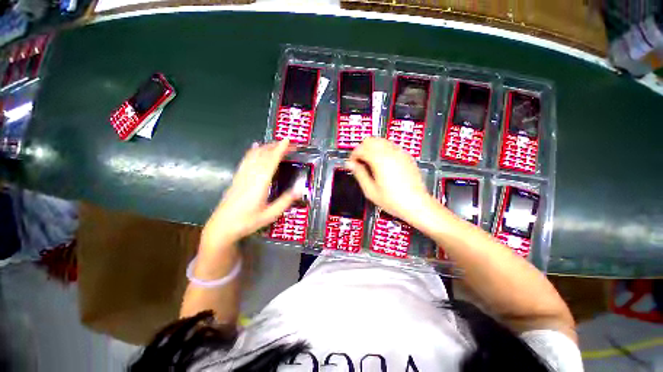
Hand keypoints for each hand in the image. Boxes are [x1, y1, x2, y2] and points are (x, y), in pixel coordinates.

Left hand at [202, 139, 298, 249]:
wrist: (222, 226)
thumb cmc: (247, 222)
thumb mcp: (270, 215)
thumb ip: (285, 201)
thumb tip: (299, 189)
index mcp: (260, 183)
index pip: (271, 161)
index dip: (280, 149)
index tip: (287, 141)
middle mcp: (250, 175)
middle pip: (263, 155)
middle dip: (276, 146)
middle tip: (288, 144)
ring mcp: (242, 175)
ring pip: (254, 155)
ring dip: (266, 147)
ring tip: (276, 143)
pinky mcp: (237, 177)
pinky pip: (245, 160)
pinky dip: (252, 151)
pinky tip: (255, 147)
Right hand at [347, 138, 430, 221]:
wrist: (416, 204)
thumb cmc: (394, 200)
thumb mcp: (370, 190)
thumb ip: (359, 174)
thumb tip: (350, 164)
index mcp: (379, 160)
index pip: (360, 149)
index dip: (353, 156)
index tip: (352, 164)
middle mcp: (390, 152)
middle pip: (370, 140)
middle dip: (362, 149)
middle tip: (360, 162)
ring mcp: (400, 152)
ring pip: (380, 140)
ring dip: (372, 148)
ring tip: (370, 163)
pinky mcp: (406, 156)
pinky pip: (390, 146)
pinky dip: (382, 150)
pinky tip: (382, 164)